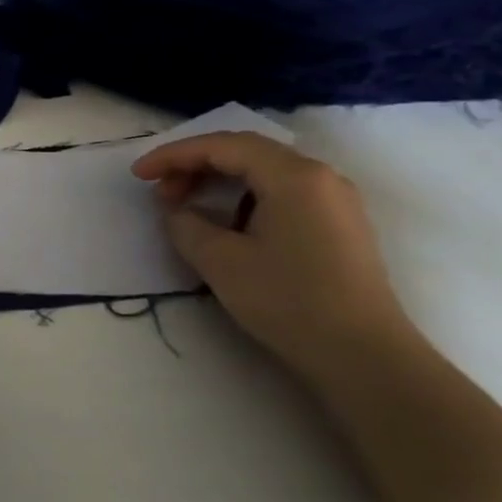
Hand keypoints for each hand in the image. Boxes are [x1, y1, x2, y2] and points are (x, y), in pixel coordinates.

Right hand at [132, 130, 418, 385]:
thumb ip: (186, 225)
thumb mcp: (220, 261)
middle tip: (160, 193)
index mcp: (293, 175)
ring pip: (264, 172)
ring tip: (186, 206)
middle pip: (245, 152)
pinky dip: (243, 196)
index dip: (174, 155)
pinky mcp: (338, 225)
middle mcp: (320, 176)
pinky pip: (281, 192)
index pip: (223, 146)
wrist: (363, 355)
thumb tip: (178, 211)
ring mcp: (334, 200)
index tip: (138, 175)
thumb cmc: (288, 300)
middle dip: (194, 165)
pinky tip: (225, 222)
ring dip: (218, 181)